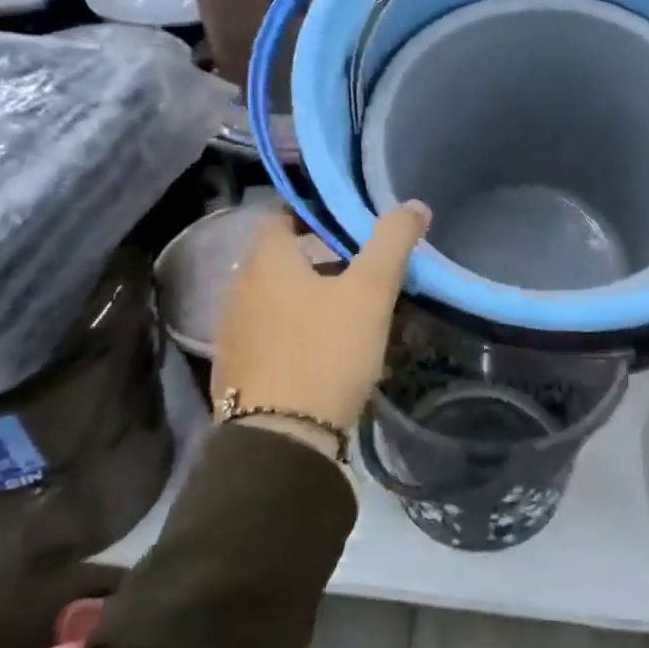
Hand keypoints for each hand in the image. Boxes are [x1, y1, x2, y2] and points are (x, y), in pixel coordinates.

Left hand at [212, 204, 430, 456]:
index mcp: (266, 261)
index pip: (282, 215)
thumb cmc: (325, 351)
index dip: (315, 211)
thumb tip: (414, 205)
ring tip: (350, 306)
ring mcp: (234, 332)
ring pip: (277, 297)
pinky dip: (296, 329)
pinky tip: (326, 348)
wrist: (280, 442)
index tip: (349, 218)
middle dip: (319, 256)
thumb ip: (392, 242)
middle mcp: (240, 289)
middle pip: (281, 257)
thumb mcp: (370, 292)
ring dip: (309, 295)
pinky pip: (270, 332)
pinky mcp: (237, 369)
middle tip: (361, 261)